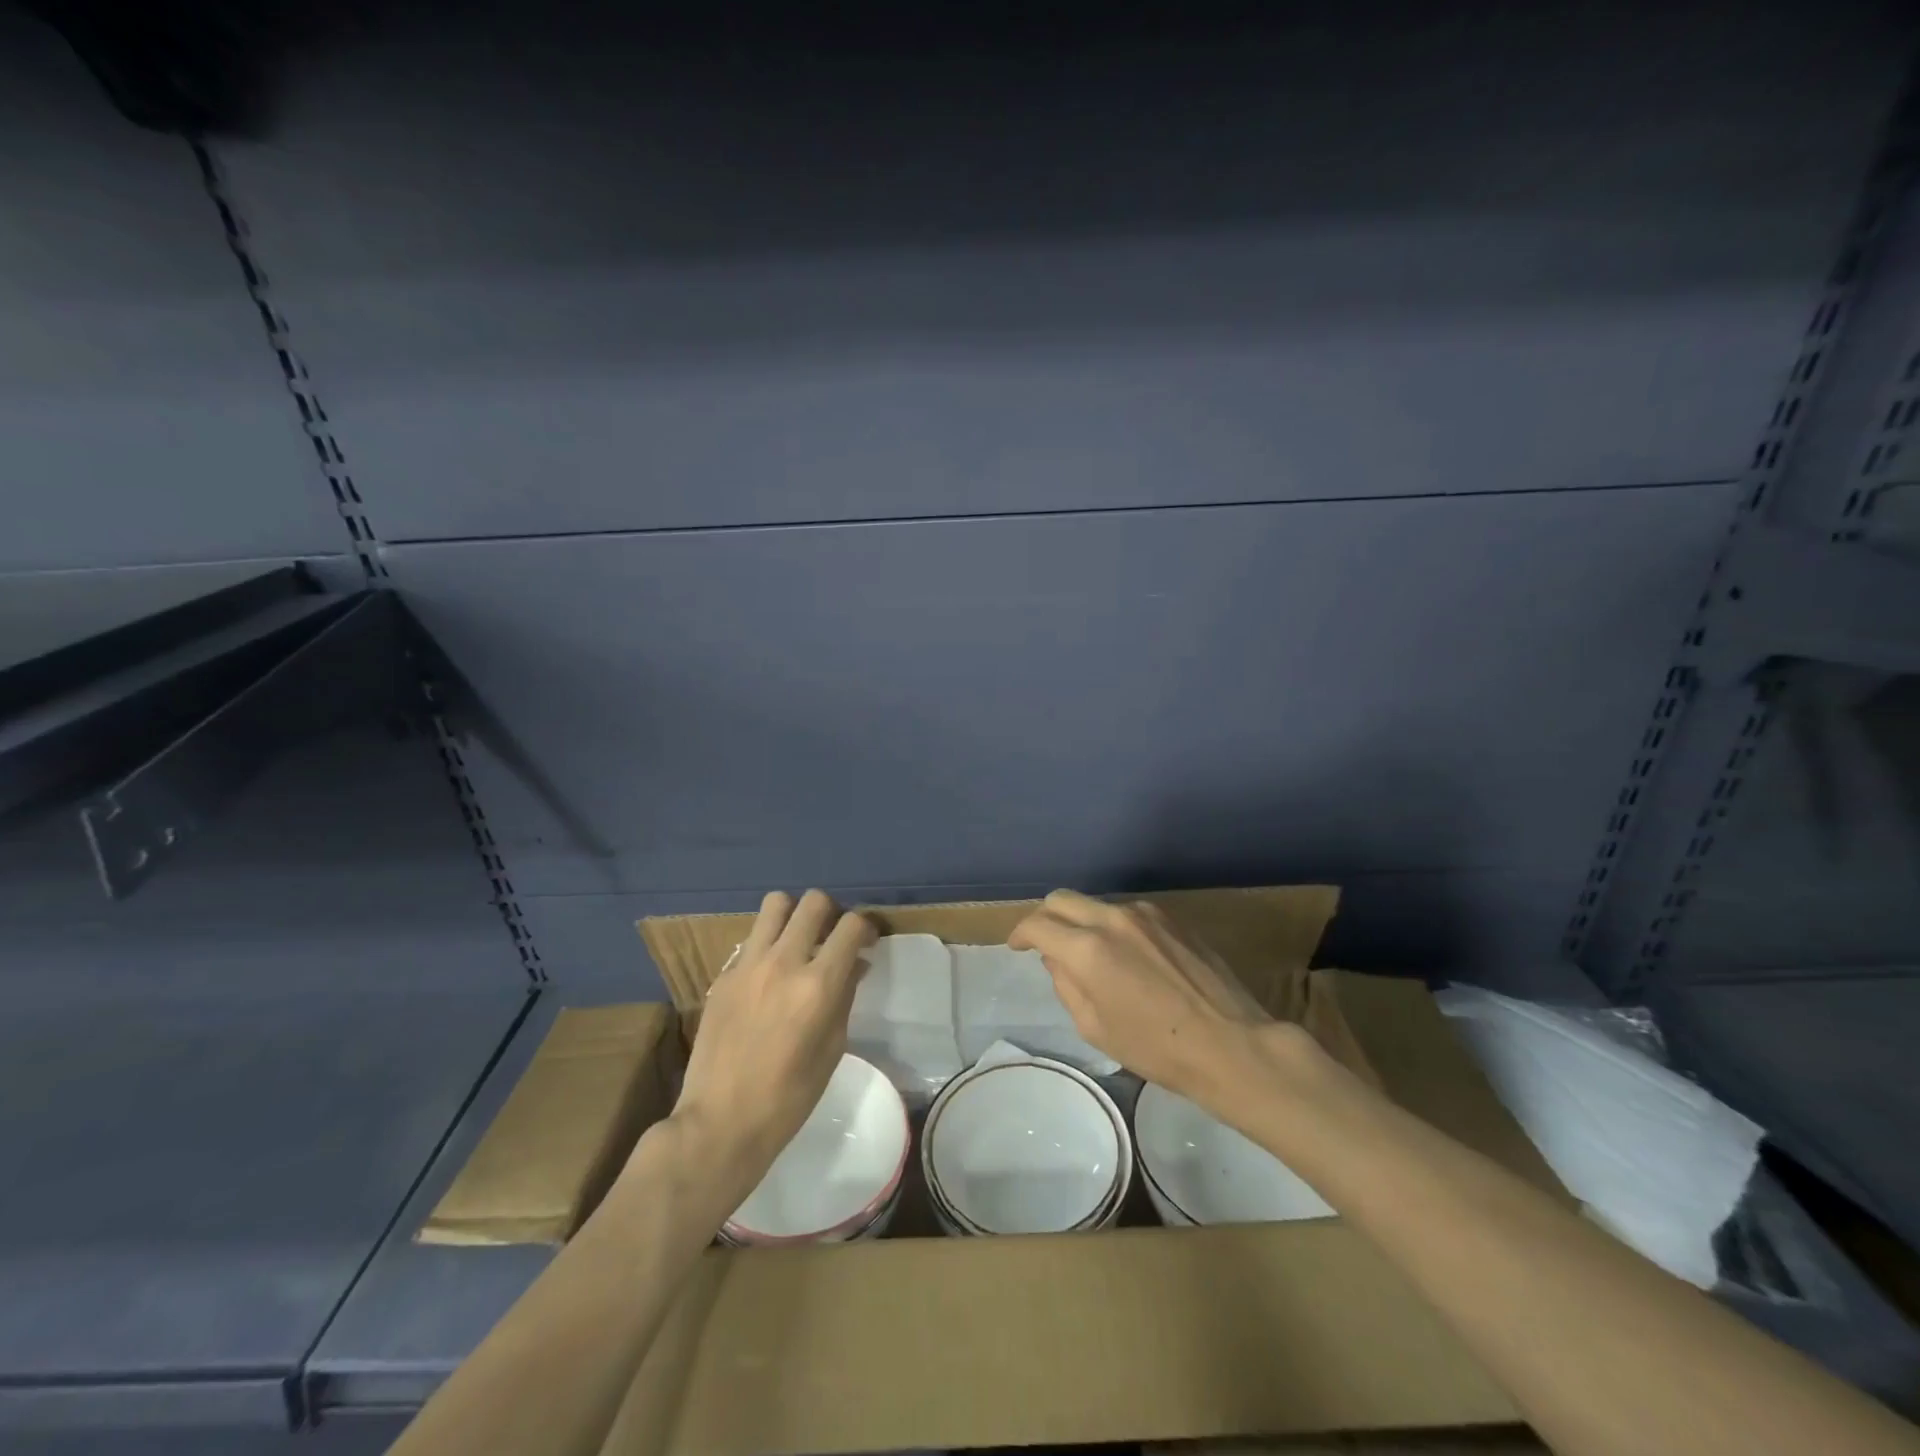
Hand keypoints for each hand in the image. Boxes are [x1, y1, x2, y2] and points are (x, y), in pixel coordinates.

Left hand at [669, 890, 874, 1196]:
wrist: (720, 1122)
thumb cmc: (788, 1097)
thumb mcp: (832, 1048)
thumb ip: (845, 996)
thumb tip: (855, 964)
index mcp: (818, 985)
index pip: (851, 926)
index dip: (867, 926)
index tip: (868, 941)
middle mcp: (784, 962)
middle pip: (814, 902)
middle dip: (832, 913)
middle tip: (832, 938)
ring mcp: (748, 964)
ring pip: (776, 904)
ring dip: (794, 915)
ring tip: (798, 941)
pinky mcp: (724, 974)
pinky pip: (752, 937)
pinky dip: (768, 943)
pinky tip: (769, 974)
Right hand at [1009, 889, 1284, 1105]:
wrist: (1230, 1044)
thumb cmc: (1156, 1048)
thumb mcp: (1095, 1028)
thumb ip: (1066, 985)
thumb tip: (1057, 959)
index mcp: (1087, 949)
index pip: (1037, 924)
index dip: (1020, 934)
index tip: (1018, 947)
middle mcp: (1112, 919)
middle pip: (1062, 899)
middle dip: (1045, 917)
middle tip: (1045, 943)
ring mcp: (1145, 913)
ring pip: (1096, 904)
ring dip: (1083, 922)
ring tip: (1092, 954)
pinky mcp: (1172, 917)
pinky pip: (1128, 913)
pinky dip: (1114, 927)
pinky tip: (1129, 956)